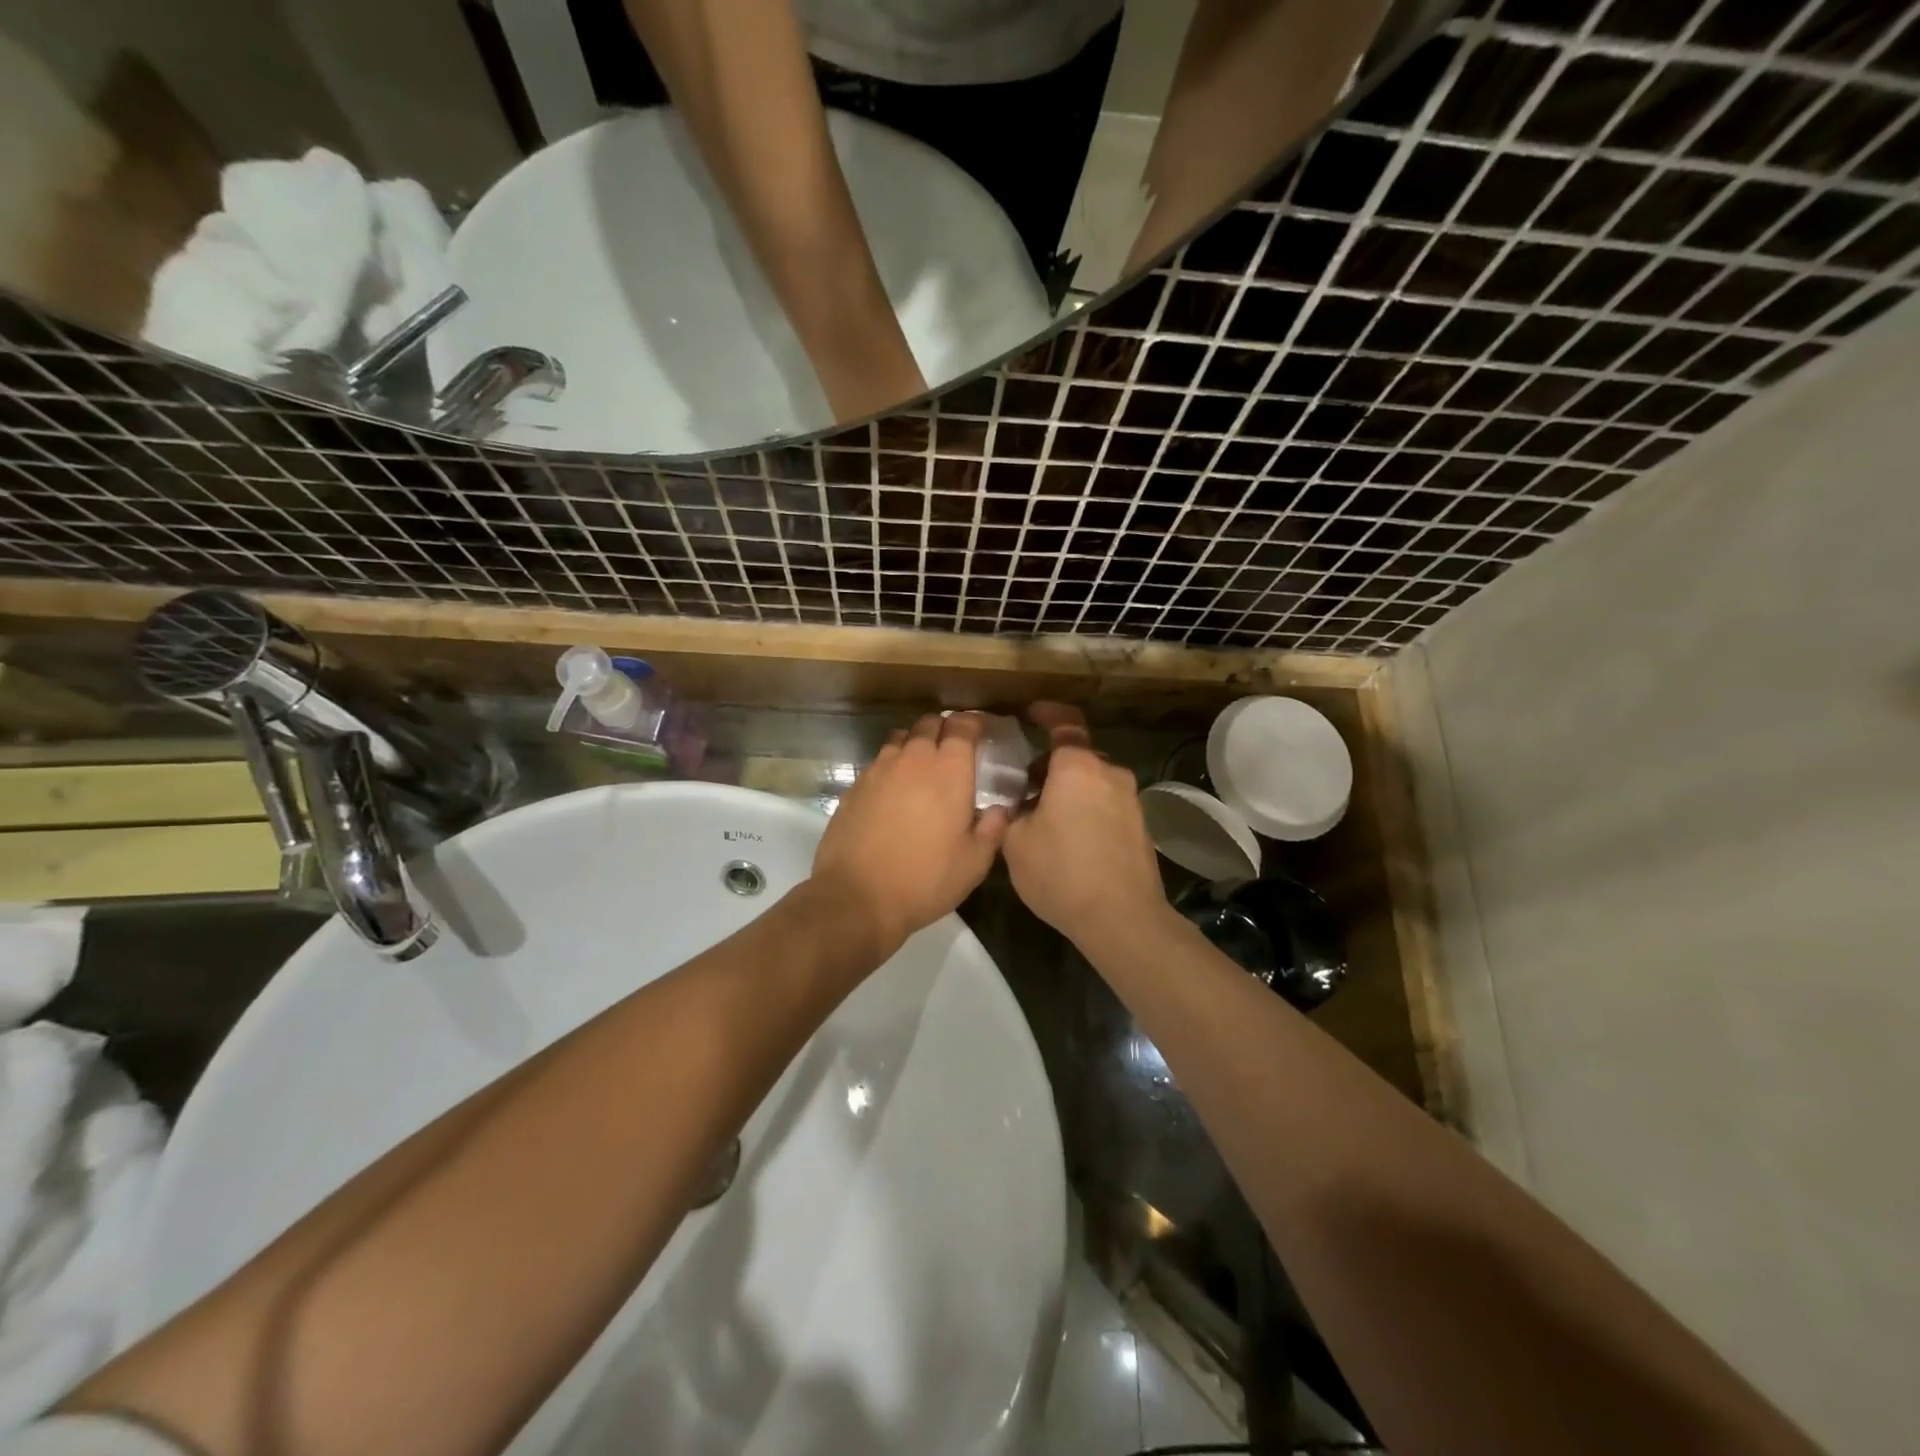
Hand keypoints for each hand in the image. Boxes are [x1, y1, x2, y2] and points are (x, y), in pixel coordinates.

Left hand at [811, 713, 1007, 957]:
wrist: (857, 897)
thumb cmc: (925, 880)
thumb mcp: (974, 863)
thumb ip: (993, 829)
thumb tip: (1000, 809)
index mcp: (949, 771)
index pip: (962, 726)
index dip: (973, 723)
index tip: (980, 730)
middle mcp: (913, 759)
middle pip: (929, 724)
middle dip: (944, 728)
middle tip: (953, 747)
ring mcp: (879, 770)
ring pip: (901, 739)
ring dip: (915, 744)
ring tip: (922, 765)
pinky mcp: (854, 786)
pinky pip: (878, 762)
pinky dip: (891, 766)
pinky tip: (894, 790)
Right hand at [1001, 703, 1172, 952]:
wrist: (1122, 918)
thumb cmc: (1061, 872)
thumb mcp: (1015, 842)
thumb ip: (1012, 811)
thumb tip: (1018, 802)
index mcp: (1077, 767)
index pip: (1064, 723)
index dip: (1047, 713)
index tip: (1030, 714)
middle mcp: (1109, 773)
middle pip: (1077, 756)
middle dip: (1050, 765)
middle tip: (1024, 788)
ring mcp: (1130, 800)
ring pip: (1093, 781)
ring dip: (1069, 790)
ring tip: (1043, 819)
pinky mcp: (1140, 826)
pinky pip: (1107, 803)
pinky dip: (1087, 808)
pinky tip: (1070, 840)